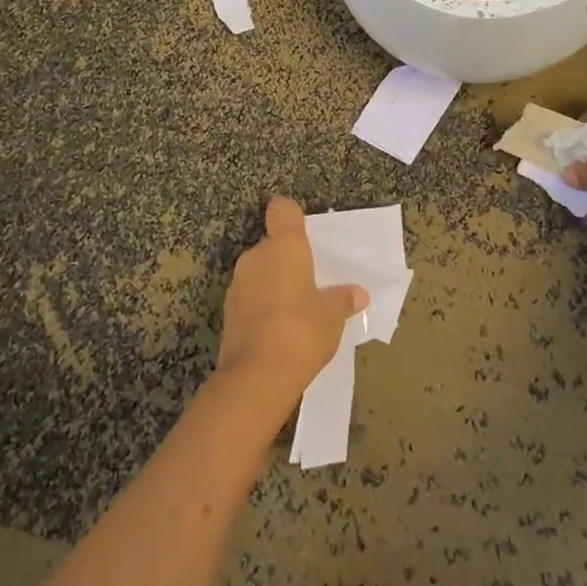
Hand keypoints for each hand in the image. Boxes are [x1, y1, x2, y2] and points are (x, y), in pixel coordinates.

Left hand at [215, 196, 368, 408]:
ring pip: (259, 272)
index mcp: (284, 247)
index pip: (282, 210)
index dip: (291, 216)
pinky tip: (278, 330)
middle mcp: (256, 256)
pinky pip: (250, 297)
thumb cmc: (302, 331)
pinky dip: (261, 306)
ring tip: (296, 311)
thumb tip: (358, 294)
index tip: (303, 232)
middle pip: (272, 245)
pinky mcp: (228, 311)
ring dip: (273, 284)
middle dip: (287, 260)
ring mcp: (238, 284)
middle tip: (310, 283)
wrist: (257, 375)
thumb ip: (342, 300)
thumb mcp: (332, 316)